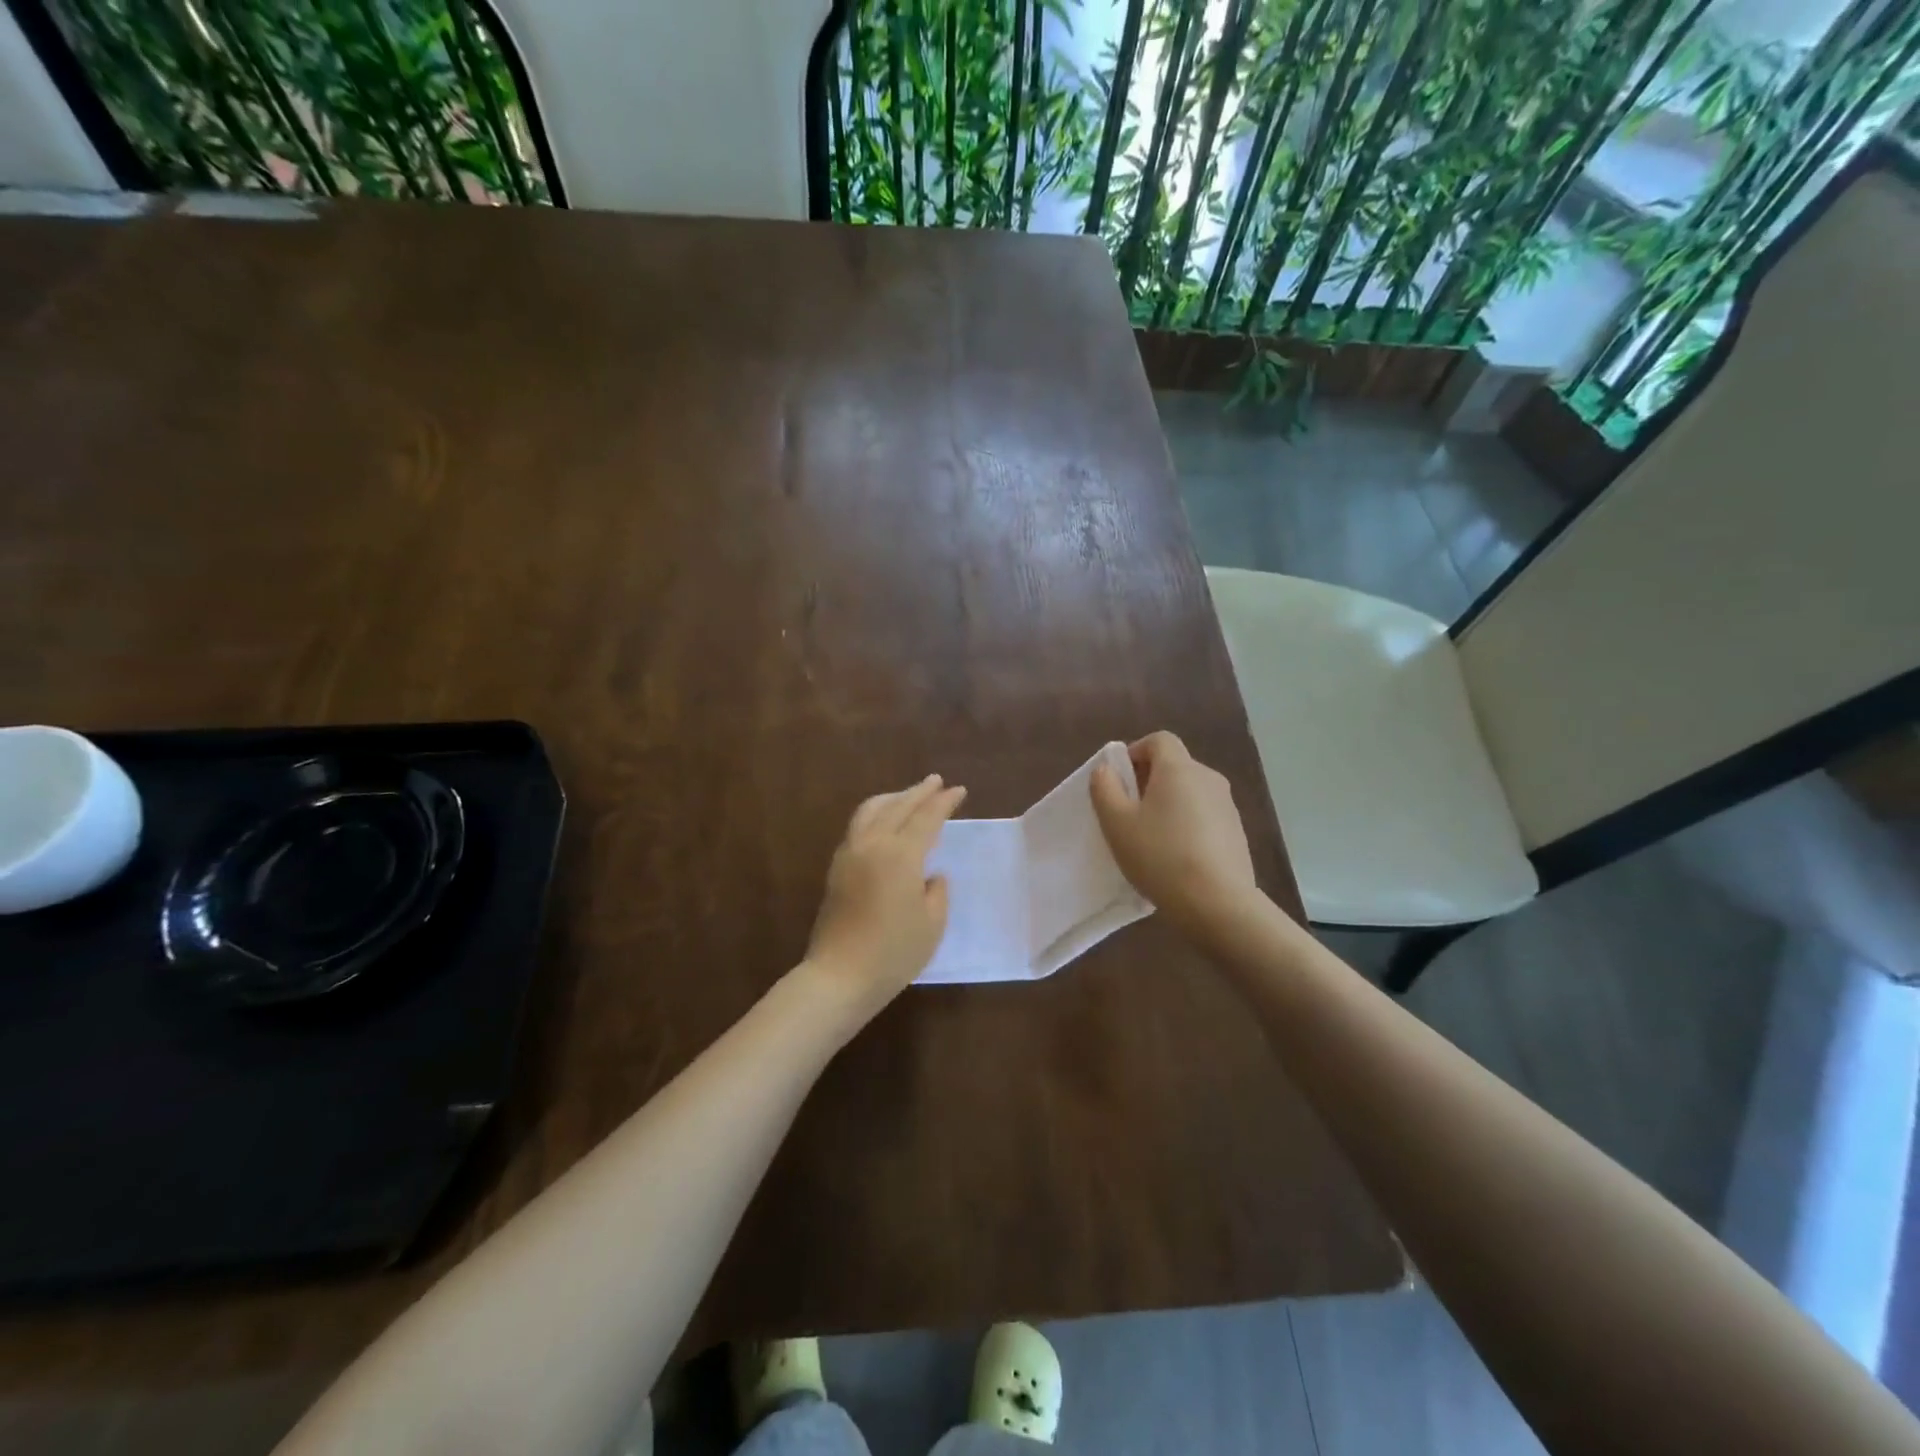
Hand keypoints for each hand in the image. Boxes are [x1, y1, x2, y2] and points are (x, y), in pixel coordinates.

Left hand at [803, 774, 966, 1024]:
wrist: (840, 976)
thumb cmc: (894, 953)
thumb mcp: (932, 924)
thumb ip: (937, 892)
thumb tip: (930, 875)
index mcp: (901, 855)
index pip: (927, 818)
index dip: (944, 803)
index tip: (958, 791)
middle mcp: (873, 844)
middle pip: (898, 807)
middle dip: (919, 792)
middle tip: (936, 782)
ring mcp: (850, 853)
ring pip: (871, 810)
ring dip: (893, 798)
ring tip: (908, 795)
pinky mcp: (837, 868)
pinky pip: (858, 826)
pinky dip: (876, 813)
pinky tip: (883, 822)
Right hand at [1090, 732, 1256, 932]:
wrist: (1218, 904)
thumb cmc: (1160, 856)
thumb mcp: (1117, 824)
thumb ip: (1105, 789)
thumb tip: (1106, 769)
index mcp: (1179, 769)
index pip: (1159, 740)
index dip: (1135, 752)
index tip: (1119, 779)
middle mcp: (1208, 778)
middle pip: (1175, 766)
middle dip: (1148, 781)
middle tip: (1128, 813)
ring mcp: (1228, 806)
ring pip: (1190, 792)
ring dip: (1168, 805)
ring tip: (1151, 839)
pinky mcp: (1237, 833)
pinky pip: (1205, 816)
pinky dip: (1187, 825)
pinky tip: (1175, 858)